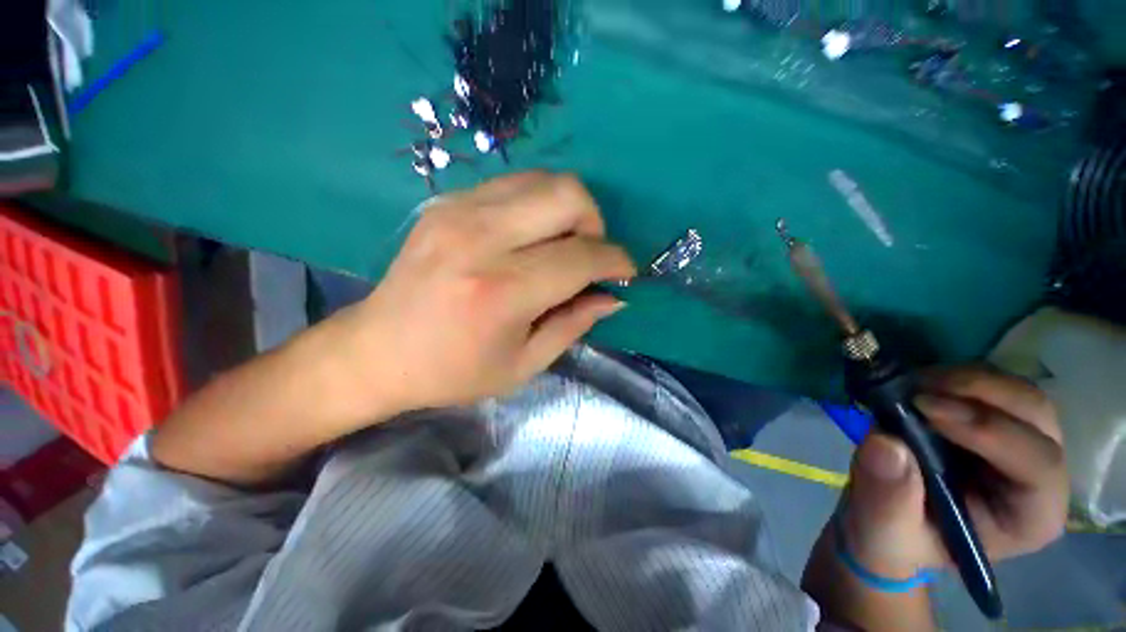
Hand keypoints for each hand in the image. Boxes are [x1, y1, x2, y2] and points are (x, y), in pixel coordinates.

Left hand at [329, 172, 635, 417]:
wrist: (377, 350)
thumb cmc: (453, 371)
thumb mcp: (523, 364)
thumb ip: (574, 324)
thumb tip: (614, 297)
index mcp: (502, 291)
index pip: (581, 257)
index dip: (616, 262)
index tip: (625, 274)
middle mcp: (482, 239)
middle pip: (568, 195)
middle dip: (595, 224)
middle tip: (588, 256)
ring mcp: (459, 211)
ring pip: (544, 180)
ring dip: (569, 211)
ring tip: (561, 245)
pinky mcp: (447, 202)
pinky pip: (514, 184)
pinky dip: (538, 205)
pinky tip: (530, 236)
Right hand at [838, 366, 1067, 578]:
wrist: (887, 518)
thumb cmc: (894, 536)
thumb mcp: (882, 531)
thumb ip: (887, 498)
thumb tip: (885, 443)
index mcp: (1029, 517)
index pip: (1038, 464)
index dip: (990, 430)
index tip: (923, 408)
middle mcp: (1039, 475)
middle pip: (1036, 415)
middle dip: (980, 393)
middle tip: (916, 389)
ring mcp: (1021, 442)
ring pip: (1018, 392)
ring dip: (966, 380)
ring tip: (911, 386)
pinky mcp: (994, 420)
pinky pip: (990, 383)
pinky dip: (954, 376)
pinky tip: (918, 385)